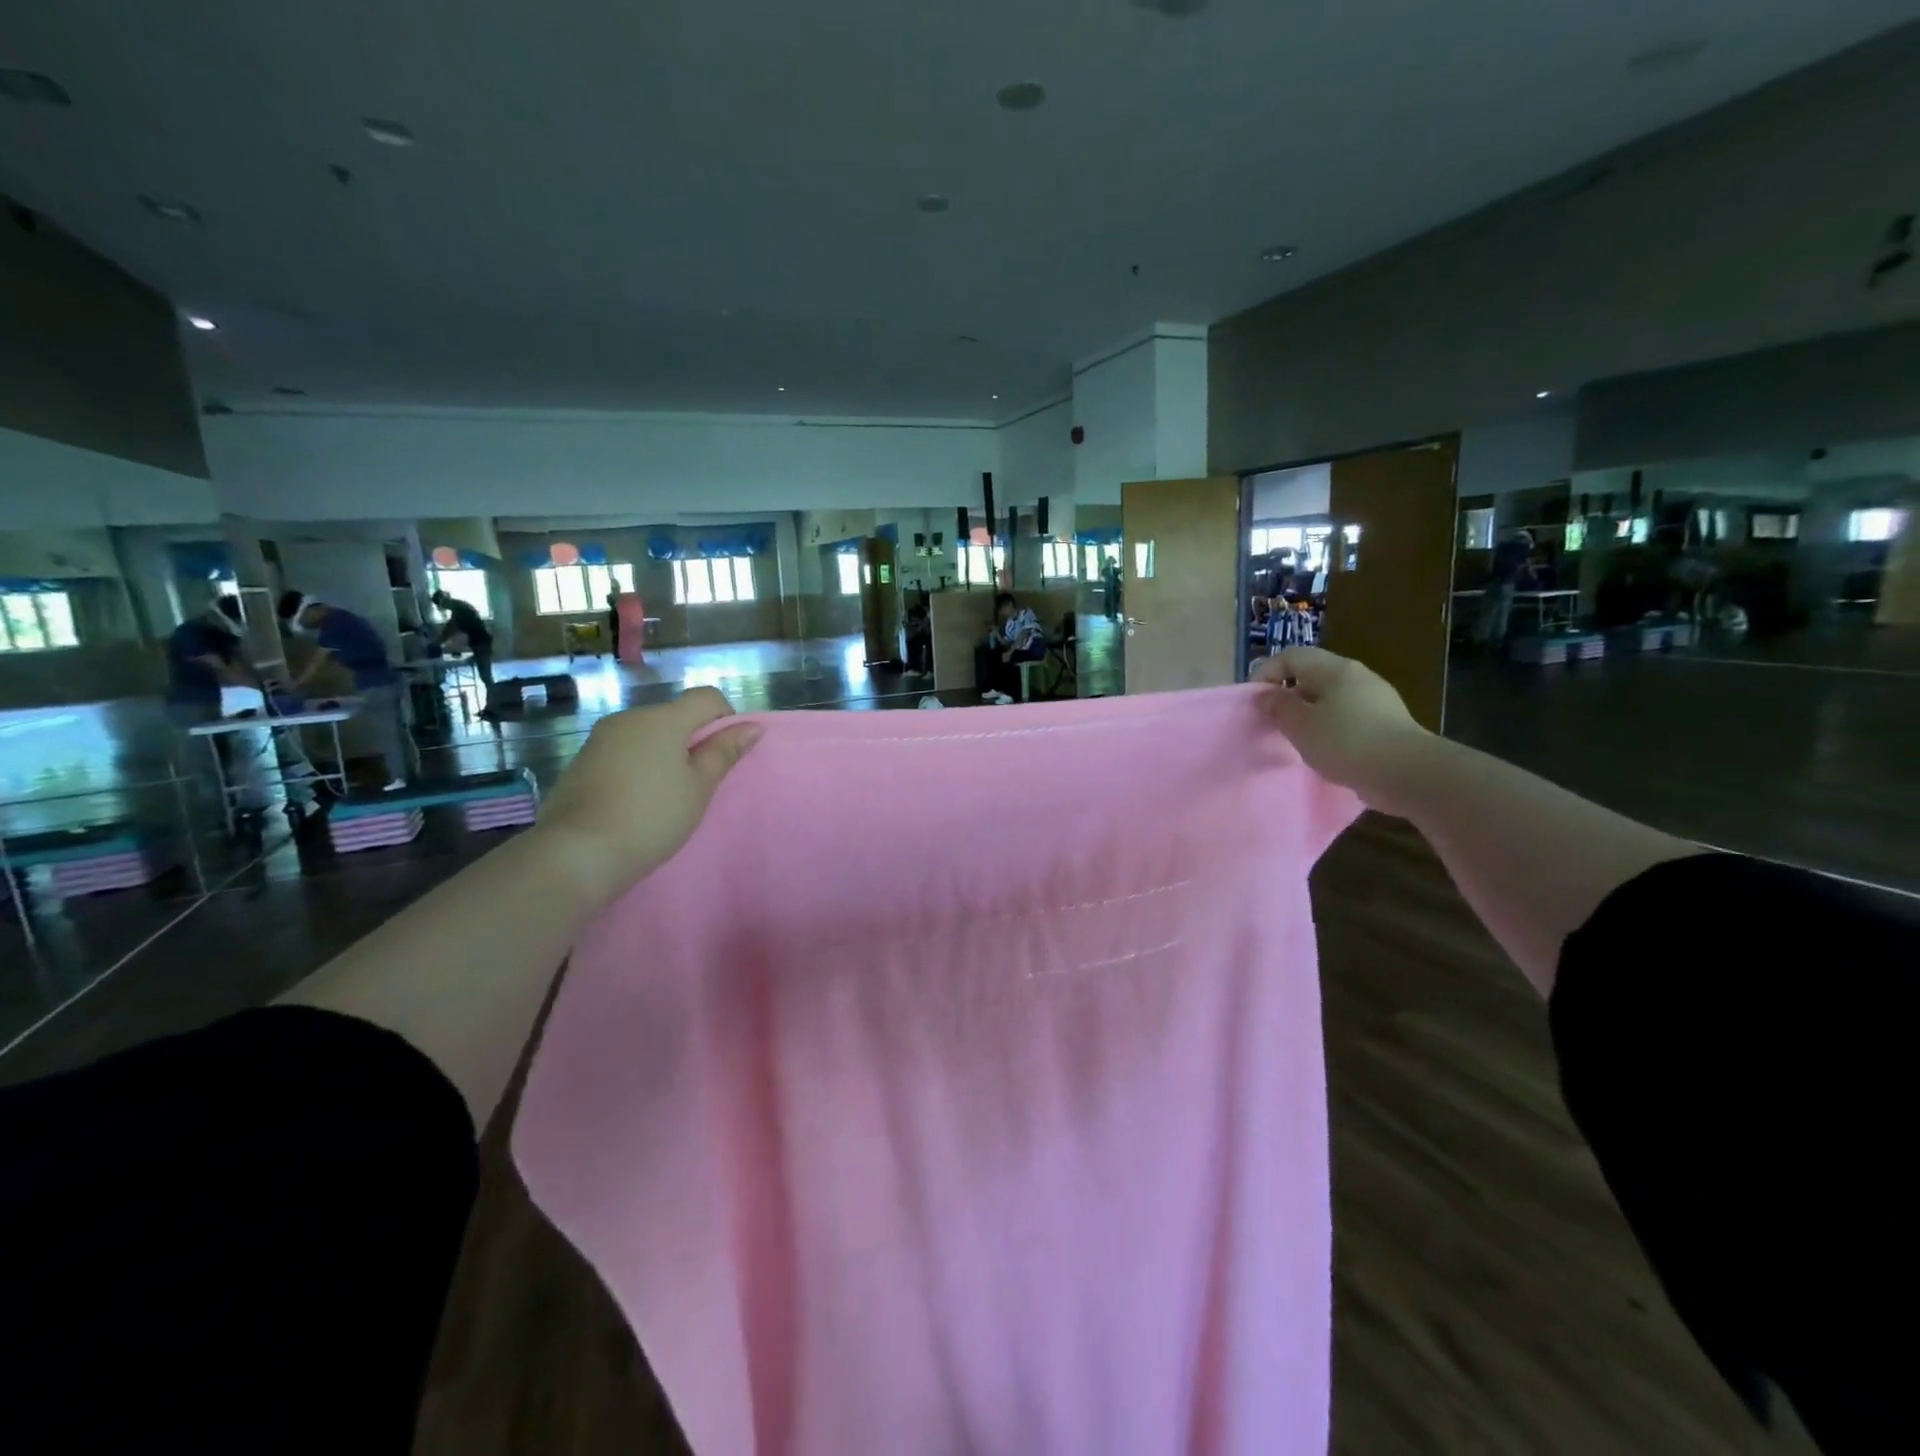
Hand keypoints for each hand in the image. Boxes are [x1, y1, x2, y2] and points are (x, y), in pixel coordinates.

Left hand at [534, 687, 759, 899]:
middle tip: (698, 783)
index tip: (724, 756)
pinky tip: (636, 801)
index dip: (726, 719)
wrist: (577, 852)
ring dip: (665, 755)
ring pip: (648, 735)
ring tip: (666, 797)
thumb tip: (752, 727)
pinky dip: (638, 766)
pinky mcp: (582, 760)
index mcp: (663, 719)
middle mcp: (630, 718)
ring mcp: (601, 738)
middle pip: (675, 715)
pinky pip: (624, 751)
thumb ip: (724, 752)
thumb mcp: (698, 788)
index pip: (707, 697)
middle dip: (693, 741)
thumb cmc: (652, 817)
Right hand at [1253, 647, 1431, 811]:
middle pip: (1312, 675)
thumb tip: (1267, 695)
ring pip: (1330, 698)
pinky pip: (1347, 717)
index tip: (1253, 700)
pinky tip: (1324, 750)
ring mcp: (1376, 700)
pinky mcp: (1386, 724)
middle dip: (1287, 694)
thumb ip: (1279, 707)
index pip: (1292, 656)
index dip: (1266, 672)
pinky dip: (1329, 729)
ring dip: (1308, 714)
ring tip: (1295, 738)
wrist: (1407, 773)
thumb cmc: (1346, 742)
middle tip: (1272, 720)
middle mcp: (1357, 677)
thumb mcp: (1300, 726)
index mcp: (1335, 669)